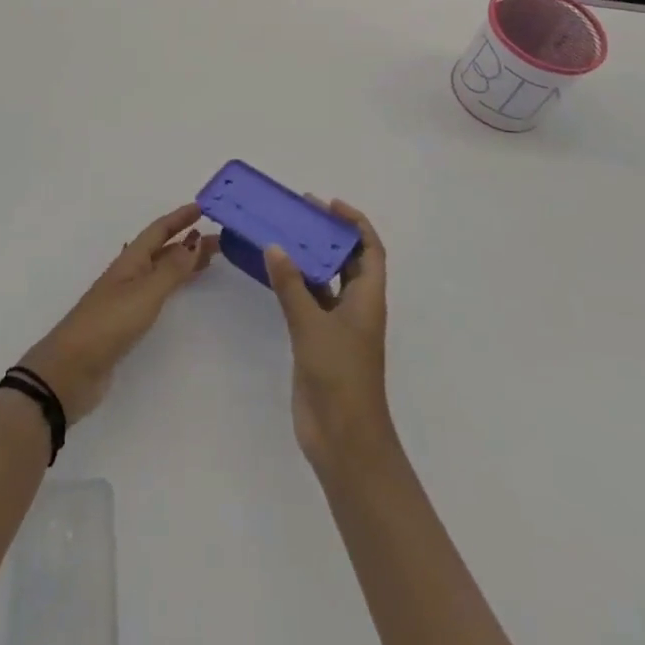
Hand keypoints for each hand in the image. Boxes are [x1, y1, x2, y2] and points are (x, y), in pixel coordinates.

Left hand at [18, 203, 215, 421]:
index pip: (158, 231)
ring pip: (160, 271)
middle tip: (219, 240)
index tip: (202, 208)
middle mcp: (128, 274)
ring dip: (182, 262)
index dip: (178, 218)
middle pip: (162, 250)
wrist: (72, 369)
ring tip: (208, 260)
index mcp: (130, 261)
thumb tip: (195, 239)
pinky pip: (157, 293)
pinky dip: (173, 285)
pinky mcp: (126, 322)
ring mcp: (126, 298)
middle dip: (187, 241)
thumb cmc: (109, 323)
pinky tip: (180, 289)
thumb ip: (171, 269)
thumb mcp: (144, 293)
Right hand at [264, 198, 392, 469]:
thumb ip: (291, 286)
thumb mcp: (312, 326)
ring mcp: (338, 326)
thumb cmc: (339, 376)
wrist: (343, 439)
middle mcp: (357, 307)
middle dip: (329, 235)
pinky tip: (274, 273)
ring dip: (310, 258)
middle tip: (300, 212)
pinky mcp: (319, 342)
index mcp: (368, 299)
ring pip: (327, 280)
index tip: (329, 205)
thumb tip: (275, 246)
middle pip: (349, 261)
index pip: (370, 250)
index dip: (355, 223)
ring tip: (283, 234)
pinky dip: (295, 284)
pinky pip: (309, 301)